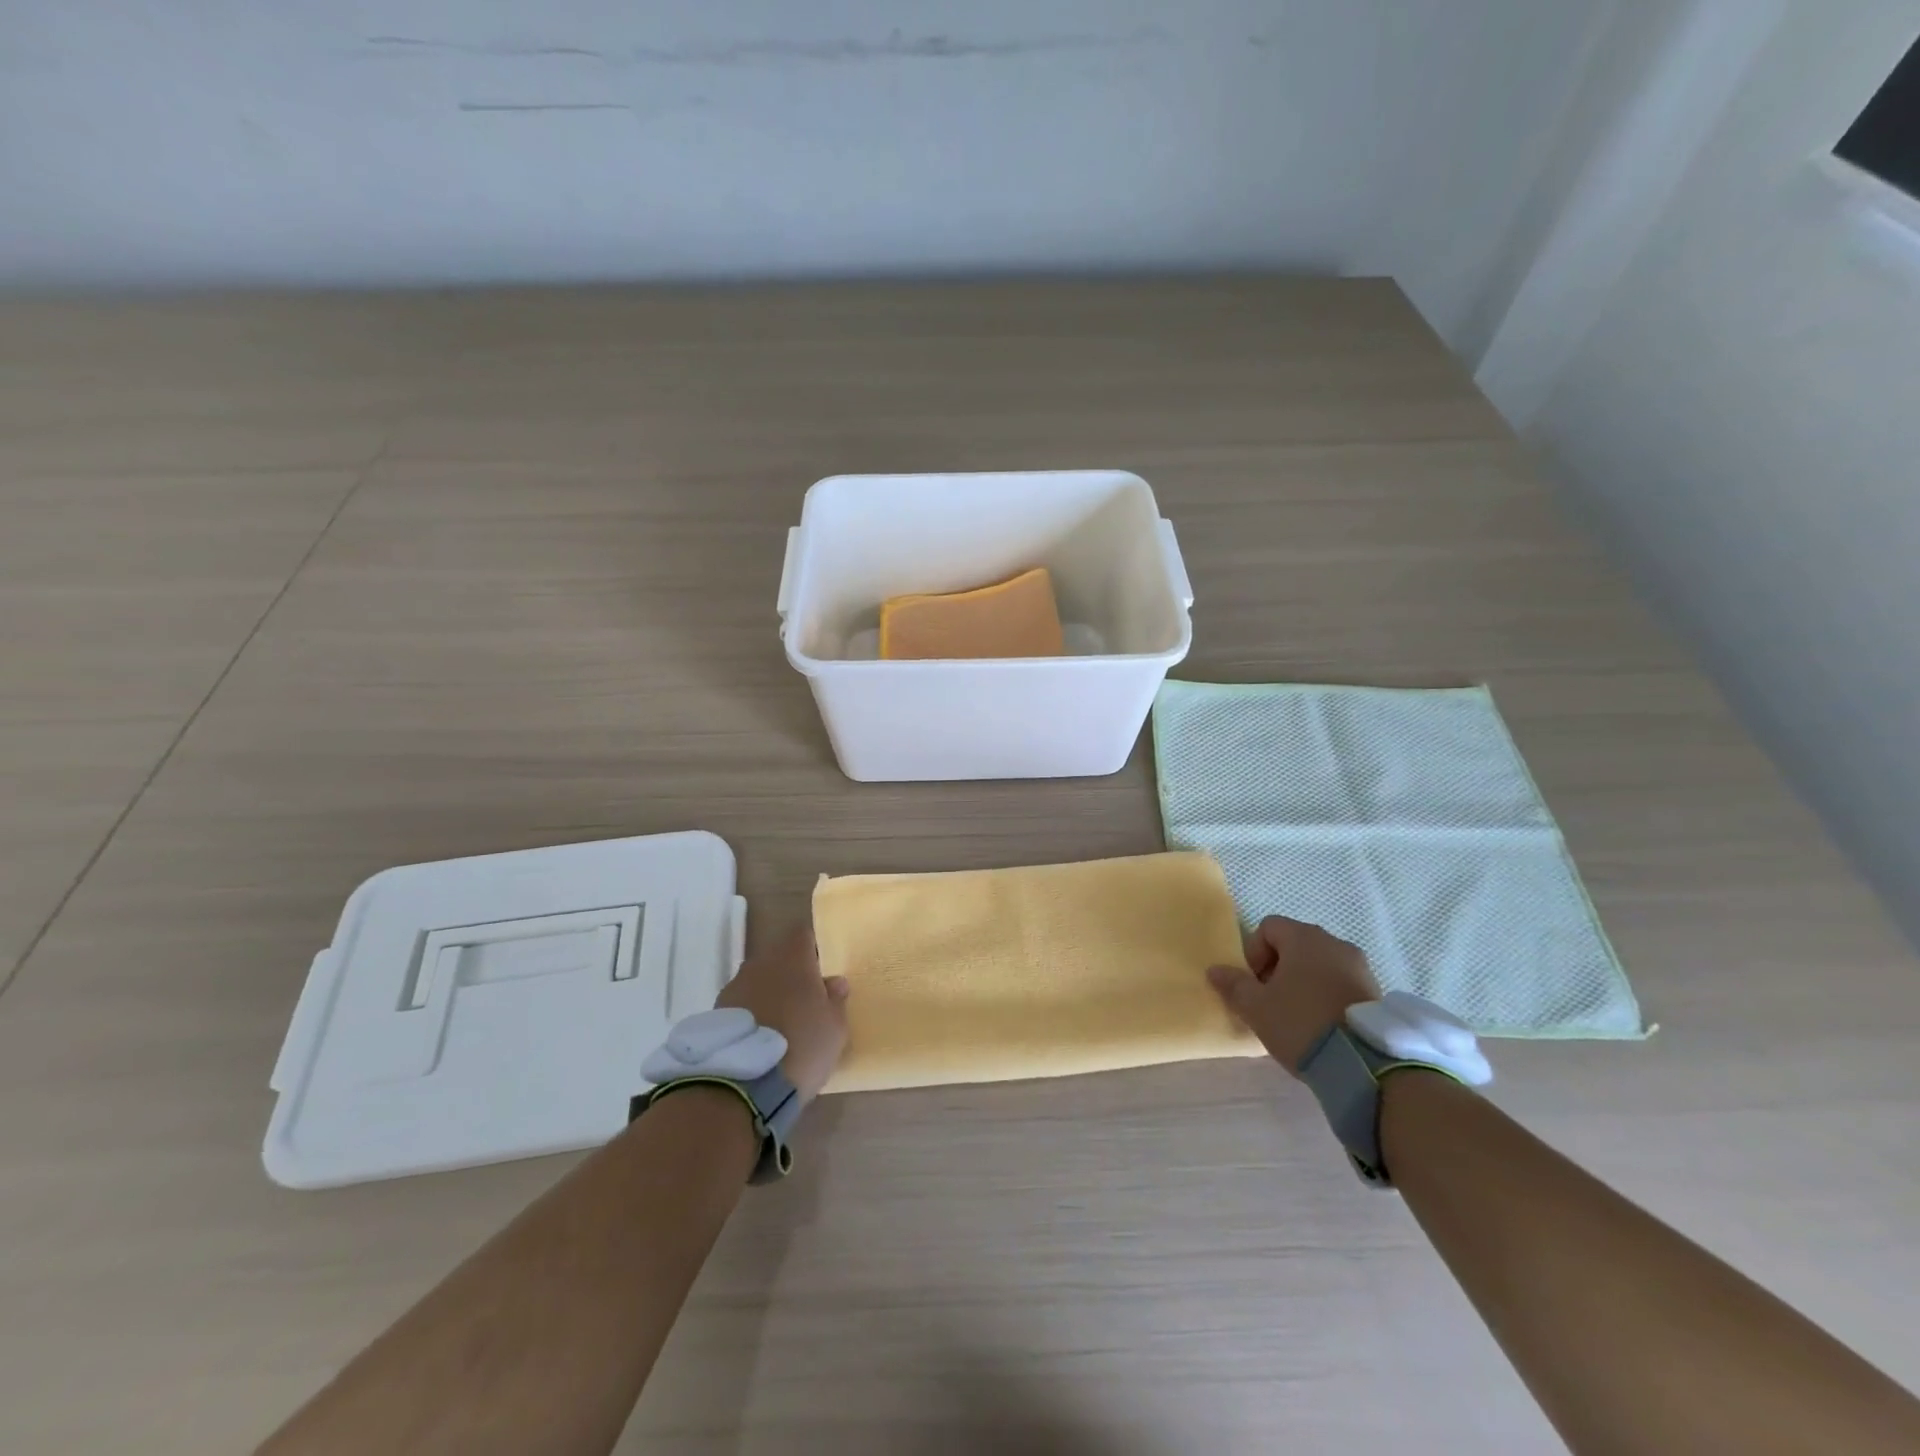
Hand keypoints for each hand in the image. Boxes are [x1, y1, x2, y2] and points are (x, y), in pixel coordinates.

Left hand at [716, 922, 849, 1102]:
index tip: (821, 971)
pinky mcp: (716, 1013)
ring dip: (769, 995)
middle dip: (790, 975)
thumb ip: (836, 1000)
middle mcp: (761, 963)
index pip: (803, 935)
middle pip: (779, 959)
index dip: (813, 950)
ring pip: (758, 982)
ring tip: (779, 1026)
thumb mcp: (835, 1027)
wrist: (744, 1083)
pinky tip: (758, 1040)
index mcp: (793, 958)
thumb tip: (834, 982)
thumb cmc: (802, 1045)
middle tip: (804, 1003)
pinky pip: (741, 1005)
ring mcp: (734, 987)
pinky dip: (751, 1015)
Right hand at [1206, 916, 1379, 1076]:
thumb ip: (1233, 985)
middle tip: (1270, 1000)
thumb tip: (1215, 970)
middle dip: (1277, 968)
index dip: (1254, 952)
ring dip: (1302, 982)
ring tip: (1296, 1015)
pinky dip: (1325, 995)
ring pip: (1319, 964)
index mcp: (1304, 938)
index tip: (1254, 984)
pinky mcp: (1376, 991)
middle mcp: (1334, 943)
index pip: (1269, 927)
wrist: (1364, 1063)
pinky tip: (1321, 1024)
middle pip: (1294, 944)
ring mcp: (1360, 966)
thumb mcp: (1256, 1007)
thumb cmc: (1300, 1022)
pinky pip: (1340, 982)